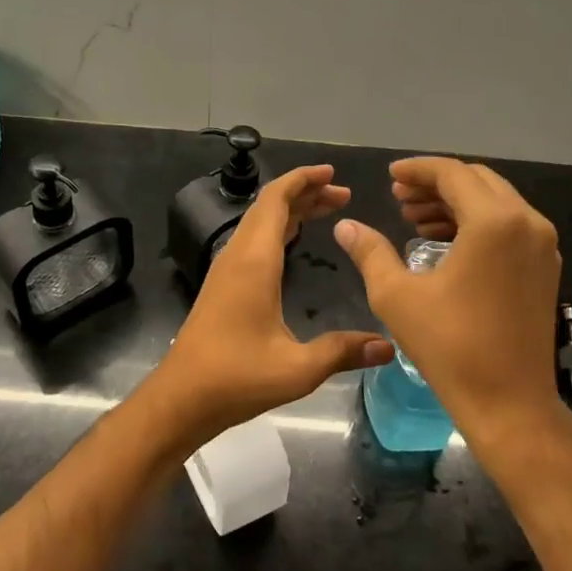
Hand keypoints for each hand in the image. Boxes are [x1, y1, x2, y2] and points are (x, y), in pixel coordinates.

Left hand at [149, 164, 392, 449]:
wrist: (182, 397)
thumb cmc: (237, 377)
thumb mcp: (297, 368)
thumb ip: (343, 352)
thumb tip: (388, 346)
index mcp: (254, 262)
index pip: (275, 201)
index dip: (303, 180)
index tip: (332, 173)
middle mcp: (238, 256)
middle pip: (268, 206)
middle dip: (305, 192)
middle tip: (343, 194)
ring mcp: (226, 269)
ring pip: (258, 223)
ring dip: (290, 210)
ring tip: (327, 210)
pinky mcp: (222, 285)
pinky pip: (252, 241)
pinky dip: (276, 229)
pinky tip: (292, 241)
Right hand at [334, 157, 571, 448]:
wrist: (509, 403)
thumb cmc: (449, 346)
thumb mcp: (397, 295)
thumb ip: (370, 251)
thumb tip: (345, 225)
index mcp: (494, 222)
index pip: (452, 174)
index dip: (417, 170)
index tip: (389, 177)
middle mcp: (526, 223)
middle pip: (477, 181)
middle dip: (435, 184)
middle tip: (398, 198)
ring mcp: (542, 246)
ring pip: (495, 202)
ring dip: (454, 203)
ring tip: (414, 220)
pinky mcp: (545, 268)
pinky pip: (508, 226)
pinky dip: (476, 223)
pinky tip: (444, 242)